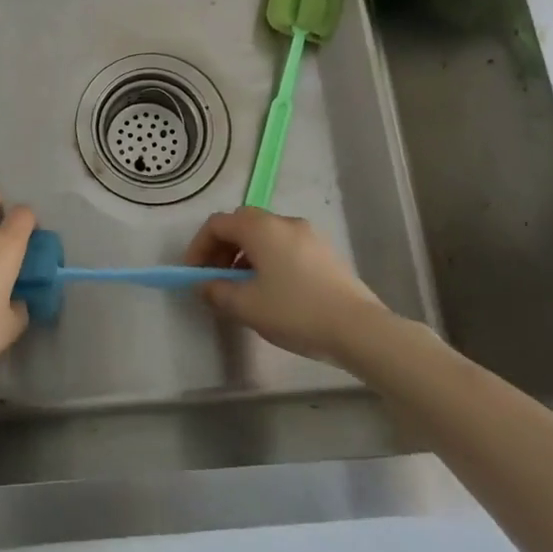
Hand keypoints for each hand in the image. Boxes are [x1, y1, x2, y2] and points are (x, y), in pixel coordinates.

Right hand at [184, 207, 390, 366]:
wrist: (358, 328)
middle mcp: (283, 222)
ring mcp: (308, 235)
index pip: (217, 224)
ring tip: (243, 290)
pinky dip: (268, 261)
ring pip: (265, 236)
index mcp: (260, 228)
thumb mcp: (247, 306)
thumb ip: (217, 292)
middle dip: (222, 250)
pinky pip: (285, 247)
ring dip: (245, 256)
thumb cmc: (295, 311)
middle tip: (215, 279)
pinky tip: (273, 292)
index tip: (194, 274)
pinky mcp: (325, 253)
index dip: (198, 247)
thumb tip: (203, 285)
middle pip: (241, 225)